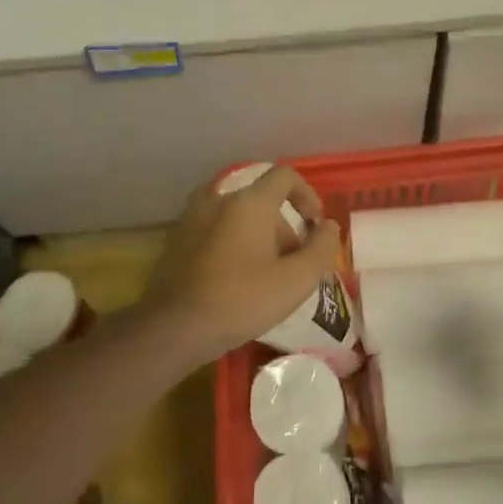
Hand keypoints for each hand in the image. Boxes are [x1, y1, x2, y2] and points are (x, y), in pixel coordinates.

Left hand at [138, 166, 341, 367]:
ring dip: (257, 236)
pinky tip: (234, 279)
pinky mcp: (176, 239)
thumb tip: (328, 227)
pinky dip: (232, 243)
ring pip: (237, 216)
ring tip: (264, 274)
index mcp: (249, 202)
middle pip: (262, 200)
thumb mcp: (297, 280)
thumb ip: (322, 248)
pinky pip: (215, 229)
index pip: (285, 176)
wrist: (174, 327)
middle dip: (284, 228)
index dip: (307, 196)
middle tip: (292, 265)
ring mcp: (192, 217)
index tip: (314, 227)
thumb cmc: (242, 300)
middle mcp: (219, 198)